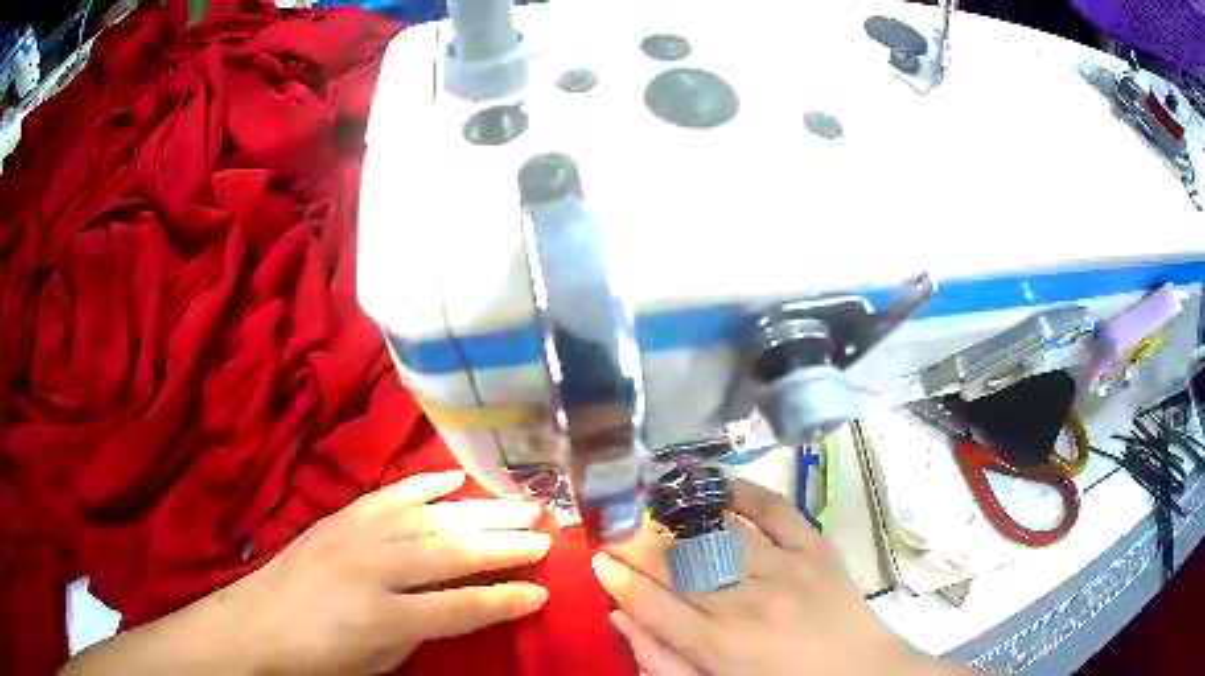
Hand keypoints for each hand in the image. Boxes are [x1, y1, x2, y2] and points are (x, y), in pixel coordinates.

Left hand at [64, 470, 551, 675]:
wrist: (257, 625)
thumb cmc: (321, 658)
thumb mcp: (380, 661)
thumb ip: (423, 630)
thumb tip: (464, 606)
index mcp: (385, 615)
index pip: (463, 606)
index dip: (507, 598)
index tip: (545, 590)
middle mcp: (374, 567)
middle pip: (452, 550)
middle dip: (504, 542)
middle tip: (547, 532)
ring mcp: (354, 535)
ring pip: (429, 517)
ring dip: (478, 510)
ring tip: (518, 503)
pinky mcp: (340, 517)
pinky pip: (389, 495)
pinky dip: (424, 485)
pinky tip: (451, 479)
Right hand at [592, 479, 973, 675]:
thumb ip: (663, 661)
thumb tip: (623, 618)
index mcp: (719, 645)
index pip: (650, 601)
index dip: (616, 577)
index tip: (597, 559)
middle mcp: (747, 601)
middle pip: (676, 564)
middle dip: (637, 545)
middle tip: (618, 535)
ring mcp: (786, 568)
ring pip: (715, 535)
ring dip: (677, 520)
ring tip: (655, 513)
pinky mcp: (817, 549)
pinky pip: (776, 510)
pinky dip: (745, 493)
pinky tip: (718, 489)